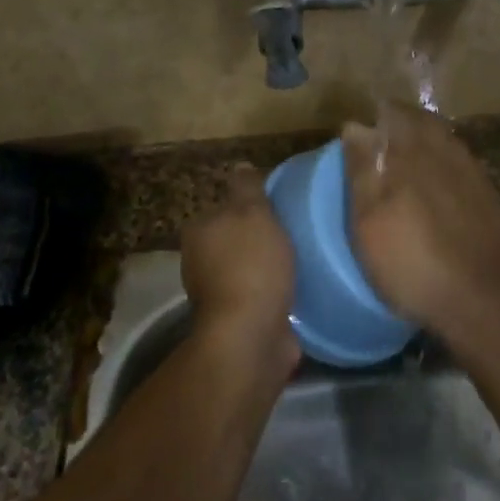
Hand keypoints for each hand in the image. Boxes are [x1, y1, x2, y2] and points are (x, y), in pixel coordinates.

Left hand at [180, 163, 298, 363]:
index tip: (279, 209)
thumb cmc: (251, 265)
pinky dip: (273, 292)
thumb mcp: (253, 212)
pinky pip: (258, 295)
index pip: (224, 207)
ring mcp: (216, 293)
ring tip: (301, 260)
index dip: (251, 206)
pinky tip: (296, 289)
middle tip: (295, 233)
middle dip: (259, 238)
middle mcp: (199, 261)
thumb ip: (247, 187)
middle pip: (234, 238)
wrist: (250, 335)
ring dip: (268, 267)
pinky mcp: (236, 320)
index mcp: (198, 231)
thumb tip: (240, 165)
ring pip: (246, 268)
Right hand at [341, 105, 499, 340]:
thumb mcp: (369, 222)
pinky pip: (458, 161)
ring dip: (422, 141)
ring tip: (402, 162)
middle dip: (399, 124)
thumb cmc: (410, 262)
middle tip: (379, 142)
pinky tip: (432, 186)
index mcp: (413, 153)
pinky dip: (440, 163)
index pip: (393, 113)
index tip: (361, 128)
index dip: (376, 116)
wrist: (476, 300)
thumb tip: (356, 125)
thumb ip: (363, 170)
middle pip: (421, 122)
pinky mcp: (486, 194)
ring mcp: (471, 171)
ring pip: (442, 139)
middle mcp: (446, 151)